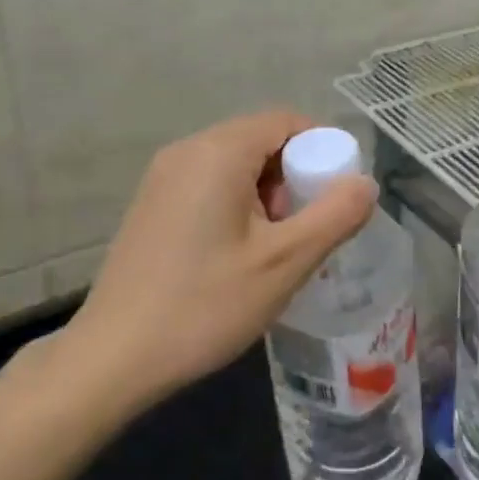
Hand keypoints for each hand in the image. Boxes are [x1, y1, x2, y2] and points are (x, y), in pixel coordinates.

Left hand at [40, 110, 377, 413]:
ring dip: (267, 193)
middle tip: (305, 229)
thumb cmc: (205, 305)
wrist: (113, 358)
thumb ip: (335, 216)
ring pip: (235, 164)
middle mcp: (186, 151)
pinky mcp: (151, 205)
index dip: (322, 149)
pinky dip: (238, 204)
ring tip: (274, 248)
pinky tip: (238, 255)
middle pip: (260, 140)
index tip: (337, 195)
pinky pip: (209, 184)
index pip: (286, 121)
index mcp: (218, 152)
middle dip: (294, 176)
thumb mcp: (285, 263)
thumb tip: (366, 183)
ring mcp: (162, 177)